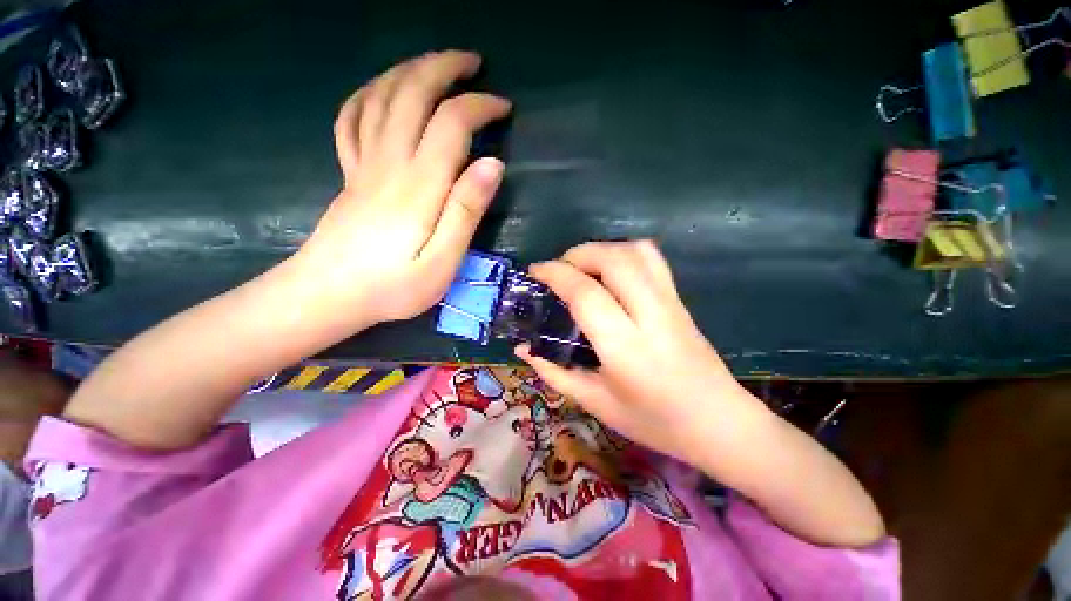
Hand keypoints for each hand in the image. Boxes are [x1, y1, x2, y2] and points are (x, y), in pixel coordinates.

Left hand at [294, 50, 510, 325]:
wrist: (328, 296)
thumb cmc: (392, 287)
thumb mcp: (443, 262)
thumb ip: (466, 212)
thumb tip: (493, 165)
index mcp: (419, 185)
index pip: (451, 123)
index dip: (479, 106)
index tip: (503, 107)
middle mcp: (389, 161)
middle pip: (412, 93)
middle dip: (444, 67)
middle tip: (472, 62)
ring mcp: (363, 163)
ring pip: (381, 96)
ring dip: (410, 70)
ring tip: (435, 64)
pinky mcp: (350, 173)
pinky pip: (351, 118)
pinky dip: (368, 94)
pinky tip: (382, 90)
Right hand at [516, 241, 766, 466]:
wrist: (719, 423)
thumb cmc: (654, 421)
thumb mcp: (596, 402)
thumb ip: (554, 373)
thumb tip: (523, 349)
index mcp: (625, 347)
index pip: (586, 293)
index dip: (555, 274)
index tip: (535, 272)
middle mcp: (650, 316)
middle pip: (612, 260)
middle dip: (578, 254)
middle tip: (558, 269)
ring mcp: (670, 303)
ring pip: (635, 252)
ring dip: (602, 250)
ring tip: (583, 267)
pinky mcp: (679, 299)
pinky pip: (653, 259)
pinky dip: (625, 252)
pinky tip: (612, 270)